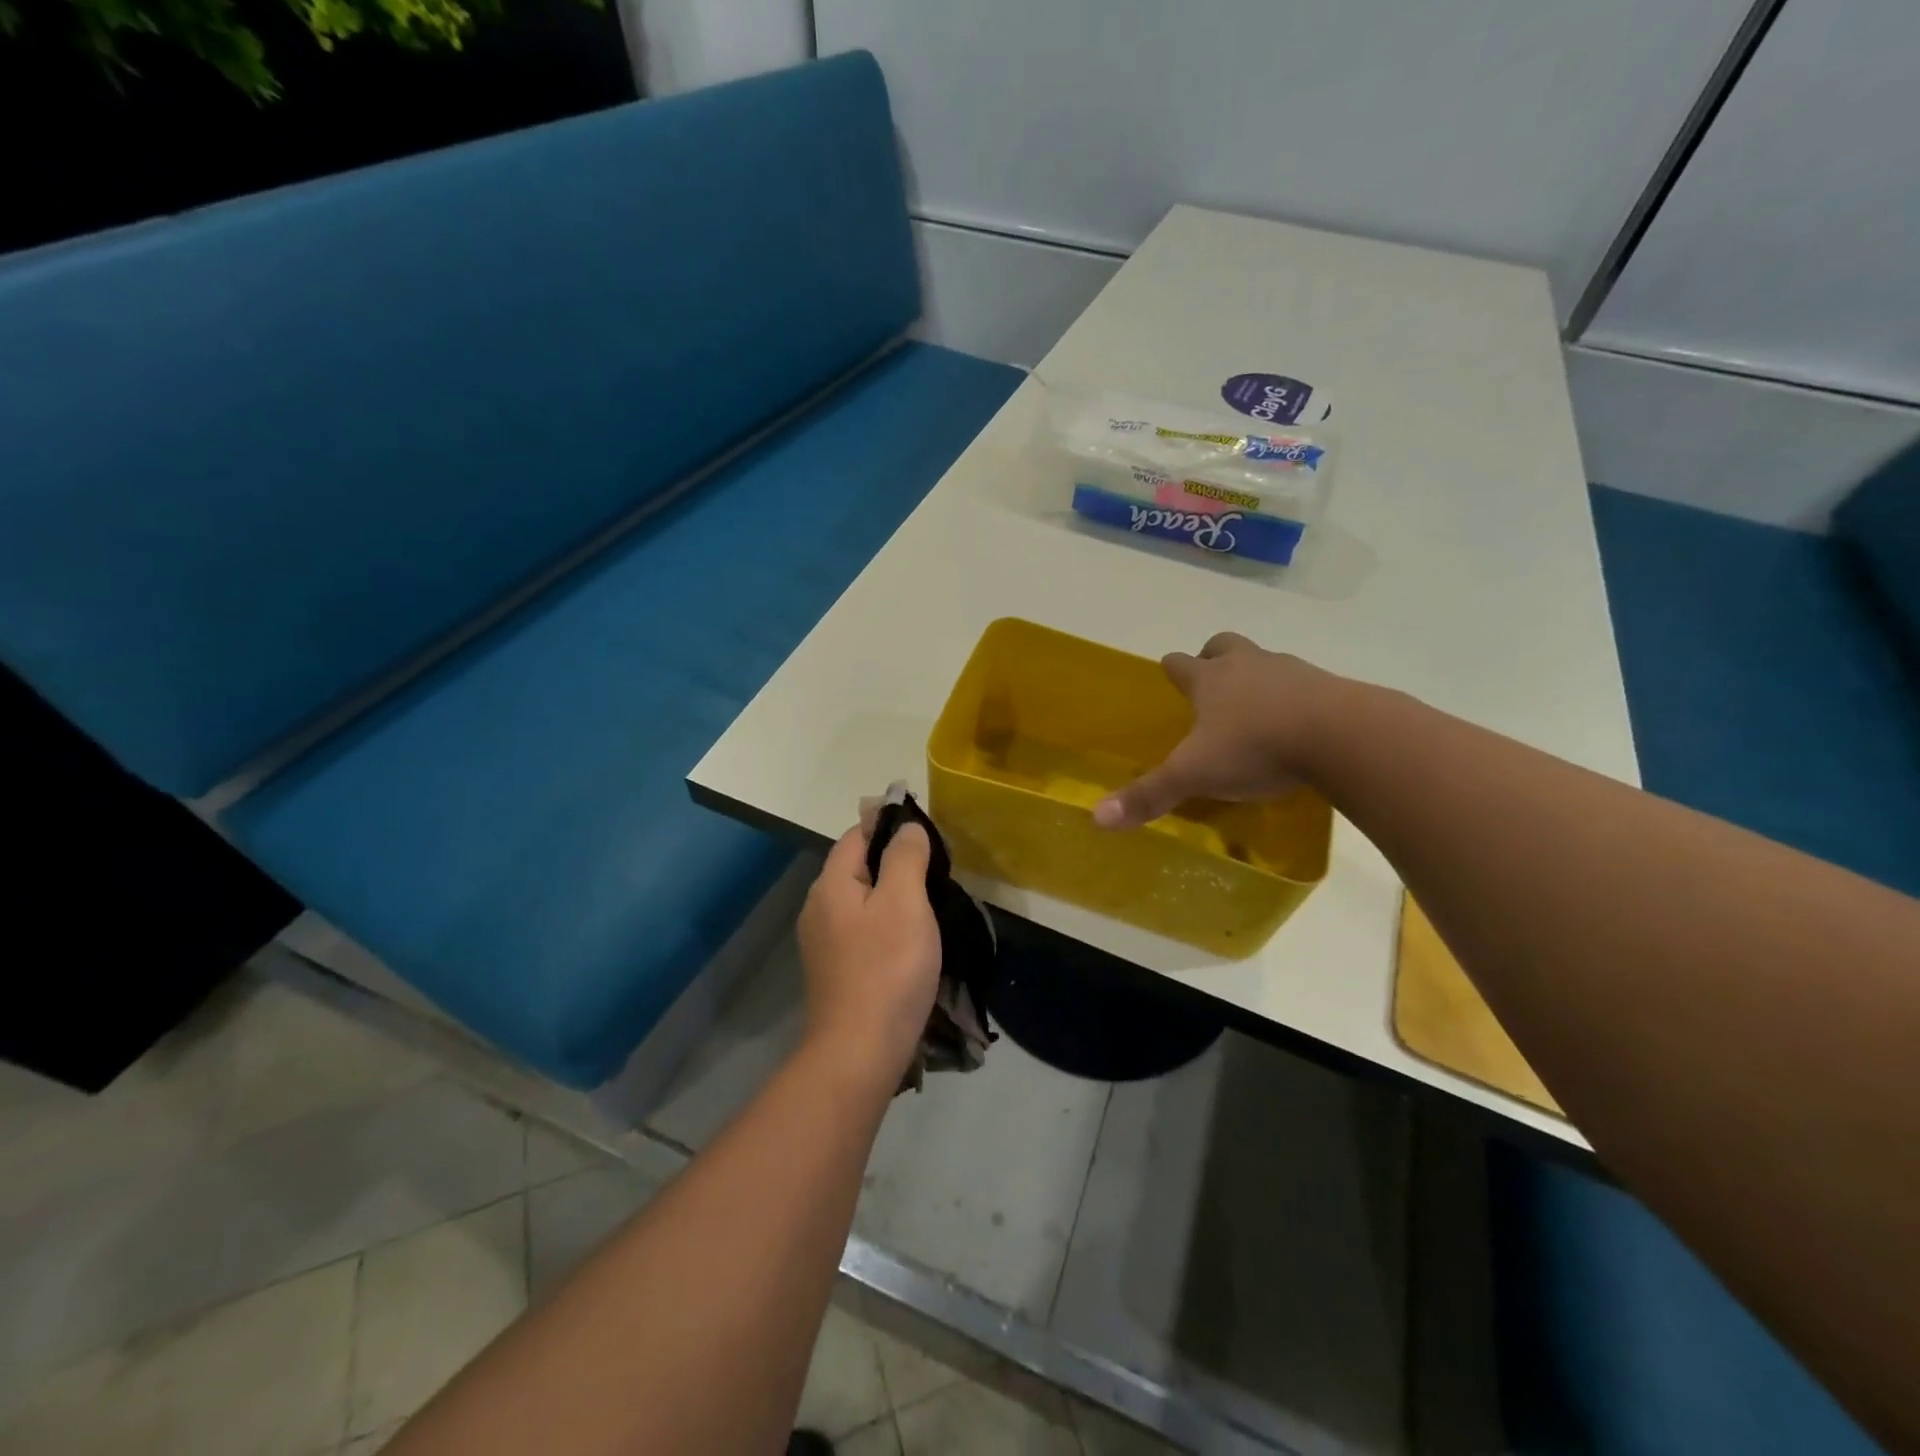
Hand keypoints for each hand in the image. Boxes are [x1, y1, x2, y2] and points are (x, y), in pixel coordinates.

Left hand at [797, 822, 942, 1080]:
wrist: (859, 1051)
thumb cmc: (887, 968)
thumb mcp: (904, 902)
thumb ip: (905, 857)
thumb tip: (905, 826)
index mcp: (831, 884)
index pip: (857, 834)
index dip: (890, 826)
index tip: (928, 835)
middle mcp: (818, 907)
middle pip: (857, 867)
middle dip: (894, 861)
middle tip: (937, 871)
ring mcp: (823, 942)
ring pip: (861, 900)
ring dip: (893, 895)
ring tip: (930, 904)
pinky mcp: (835, 970)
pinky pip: (862, 930)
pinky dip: (886, 924)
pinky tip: (910, 940)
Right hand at [1093, 632, 1342, 829]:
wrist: (1340, 736)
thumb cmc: (1255, 747)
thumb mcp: (1194, 775)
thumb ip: (1149, 795)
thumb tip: (1097, 818)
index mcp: (1210, 681)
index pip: (1181, 664)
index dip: (1173, 669)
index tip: (1170, 674)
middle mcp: (1248, 666)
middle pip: (1225, 646)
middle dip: (1215, 657)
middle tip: (1213, 681)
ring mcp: (1292, 671)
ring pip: (1266, 662)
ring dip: (1257, 677)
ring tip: (1257, 710)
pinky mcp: (1330, 687)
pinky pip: (1305, 685)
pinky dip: (1296, 699)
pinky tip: (1298, 727)